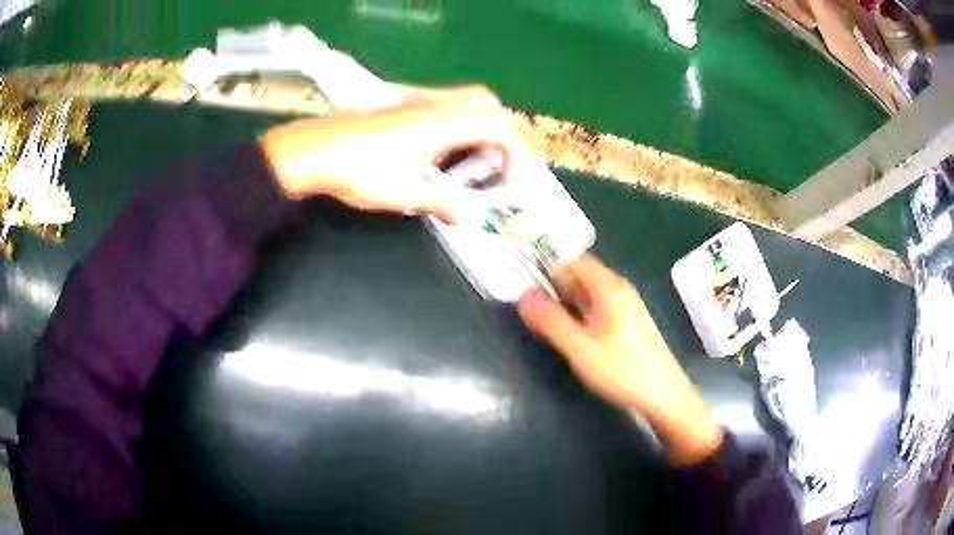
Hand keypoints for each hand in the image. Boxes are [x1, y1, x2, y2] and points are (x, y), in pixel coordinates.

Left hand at [259, 86, 516, 221]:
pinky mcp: (400, 108)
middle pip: (485, 102)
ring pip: (463, 101)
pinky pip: (442, 107)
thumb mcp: (403, 193)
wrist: (312, 151)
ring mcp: (415, 103)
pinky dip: (456, 125)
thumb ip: (442, 203)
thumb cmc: (357, 170)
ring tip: (470, 160)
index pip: (496, 126)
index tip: (512, 179)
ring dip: (478, 126)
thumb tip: (469, 218)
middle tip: (495, 162)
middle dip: (500, 131)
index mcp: (441, 123)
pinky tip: (438, 153)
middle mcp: (433, 106)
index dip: (513, 151)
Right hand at [518, 254, 723, 464]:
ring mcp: (625, 306)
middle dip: (555, 287)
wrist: (663, 395)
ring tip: (547, 323)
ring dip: (566, 303)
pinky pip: (598, 308)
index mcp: (609, 287)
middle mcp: (619, 290)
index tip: (525, 285)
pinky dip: (580, 314)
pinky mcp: (628, 323)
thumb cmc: (622, 370)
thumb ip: (551, 321)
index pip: (574, 260)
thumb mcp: (580, 348)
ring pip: (588, 294)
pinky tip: (573, 336)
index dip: (548, 268)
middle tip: (531, 308)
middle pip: (581, 275)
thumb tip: (524, 296)